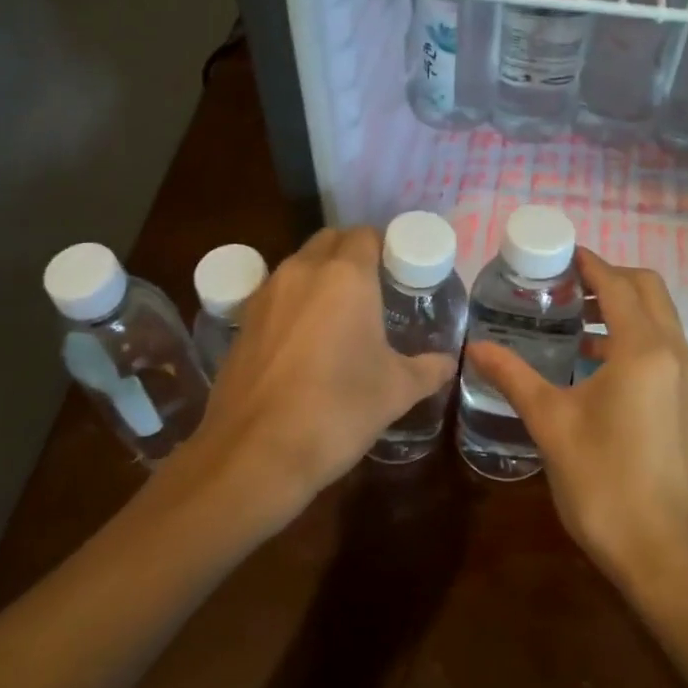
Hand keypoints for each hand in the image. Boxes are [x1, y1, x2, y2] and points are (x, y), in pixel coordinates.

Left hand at [184, 226, 455, 530]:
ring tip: (341, 313)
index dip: (384, 245)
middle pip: (329, 241)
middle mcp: (301, 272)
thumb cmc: (338, 410)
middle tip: (374, 287)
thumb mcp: (396, 391)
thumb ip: (427, 370)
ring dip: (320, 275)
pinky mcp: (241, 322)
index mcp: (345, 276)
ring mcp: (265, 295)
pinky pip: (275, 295)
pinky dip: (293, 302)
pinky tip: (305, 340)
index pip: (366, 235)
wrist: (256, 452)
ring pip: (298, 265)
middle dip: (351, 253)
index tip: (399, 269)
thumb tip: (447, 363)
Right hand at [463, 248, 687, 597]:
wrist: (662, 550)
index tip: (553, 254)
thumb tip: (474, 346)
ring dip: (620, 305)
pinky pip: (660, 345)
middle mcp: (674, 352)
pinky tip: (590, 360)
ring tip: (570, 317)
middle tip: (560, 284)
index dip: (587, 262)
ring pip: (657, 317)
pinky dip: (630, 334)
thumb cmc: (603, 481)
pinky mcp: (686, 401)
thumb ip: (512, 376)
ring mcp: (686, 378)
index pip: (616, 283)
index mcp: (643, 349)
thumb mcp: (550, 423)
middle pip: (646, 289)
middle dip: (606, 278)